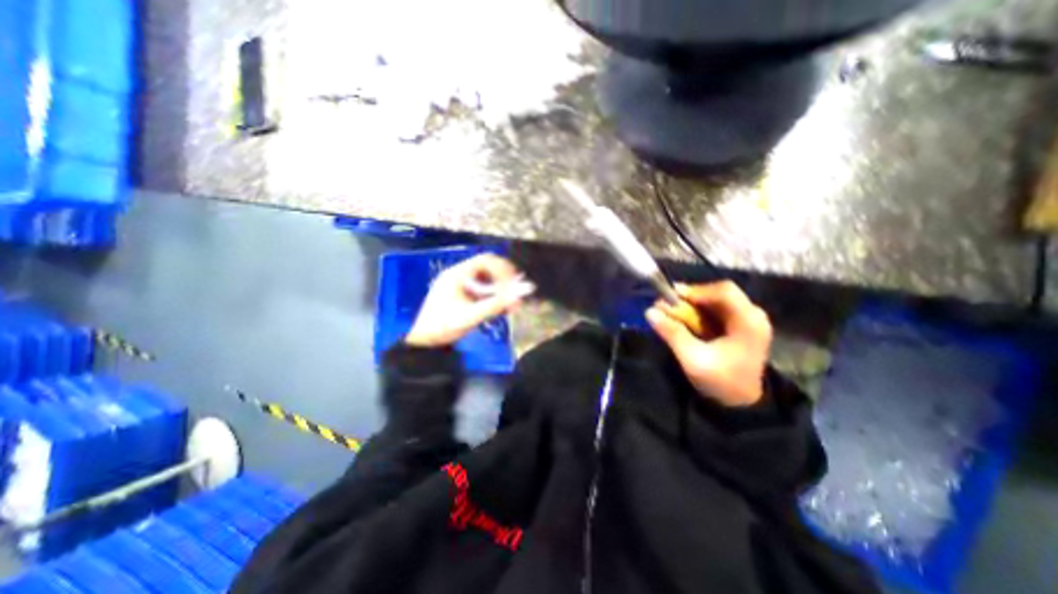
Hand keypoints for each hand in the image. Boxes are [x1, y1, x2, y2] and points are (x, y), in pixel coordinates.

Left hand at [406, 254, 536, 348]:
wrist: (423, 341)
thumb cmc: (442, 326)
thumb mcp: (470, 316)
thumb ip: (494, 306)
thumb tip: (518, 297)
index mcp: (457, 274)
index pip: (486, 260)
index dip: (503, 269)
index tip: (515, 283)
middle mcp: (459, 275)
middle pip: (488, 268)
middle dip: (504, 280)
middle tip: (517, 292)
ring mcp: (460, 285)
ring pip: (486, 280)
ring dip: (500, 289)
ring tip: (512, 303)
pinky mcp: (462, 295)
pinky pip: (482, 290)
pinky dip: (493, 296)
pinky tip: (501, 307)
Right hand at [641, 280, 773, 404]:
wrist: (742, 404)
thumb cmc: (720, 382)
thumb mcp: (693, 359)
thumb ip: (672, 333)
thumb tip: (649, 312)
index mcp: (748, 322)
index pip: (724, 291)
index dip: (696, 290)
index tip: (672, 297)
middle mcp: (754, 315)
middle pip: (721, 292)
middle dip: (693, 296)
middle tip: (669, 304)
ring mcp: (750, 320)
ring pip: (719, 299)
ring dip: (695, 303)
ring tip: (674, 311)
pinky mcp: (743, 325)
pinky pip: (719, 309)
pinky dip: (701, 311)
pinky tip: (688, 319)